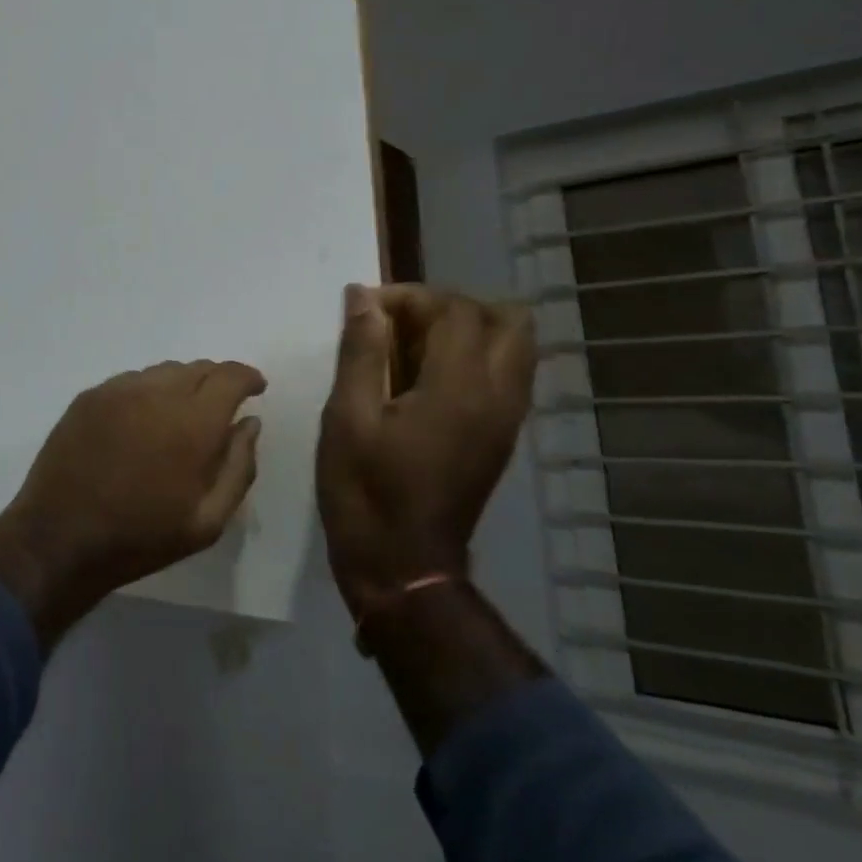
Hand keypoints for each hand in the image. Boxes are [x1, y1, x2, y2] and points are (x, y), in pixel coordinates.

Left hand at [0, 360, 265, 645]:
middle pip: (197, 368)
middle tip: (221, 406)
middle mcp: (155, 394)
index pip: (230, 377)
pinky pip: (131, 381)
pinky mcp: (88, 397)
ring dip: (182, 385)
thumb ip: (239, 466)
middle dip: (217, 381)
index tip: (256, 389)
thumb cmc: (141, 537)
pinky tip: (144, 419)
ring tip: (182, 414)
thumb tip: (249, 423)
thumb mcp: (208, 520)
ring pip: (163, 372)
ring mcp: (117, 391)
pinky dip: (149, 391)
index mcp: (192, 423)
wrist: (60, 538)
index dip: (248, 378)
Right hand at [316, 284, 534, 618]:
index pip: (456, 310)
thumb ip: (360, 352)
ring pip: (515, 346)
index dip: (411, 296)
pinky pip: (506, 374)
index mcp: (459, 389)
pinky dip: (473, 357)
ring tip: (411, 347)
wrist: (402, 564)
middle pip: (508, 319)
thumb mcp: (347, 417)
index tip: (367, 309)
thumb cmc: (365, 490)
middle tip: (402, 323)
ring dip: (467, 330)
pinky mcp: (501, 436)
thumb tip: (363, 297)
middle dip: (452, 306)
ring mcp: (506, 419)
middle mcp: (498, 396)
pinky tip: (424, 378)